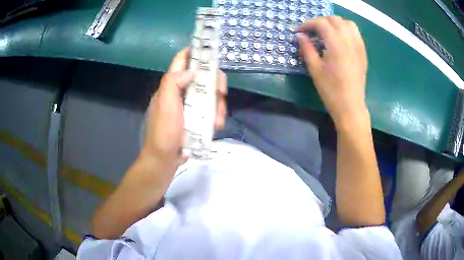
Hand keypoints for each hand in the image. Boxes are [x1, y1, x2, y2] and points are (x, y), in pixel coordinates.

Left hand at [142, 47, 227, 171]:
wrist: (164, 159)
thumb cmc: (163, 132)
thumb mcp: (165, 105)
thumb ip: (173, 83)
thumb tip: (191, 71)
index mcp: (170, 85)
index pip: (181, 60)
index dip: (193, 51)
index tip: (209, 49)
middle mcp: (180, 91)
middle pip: (201, 76)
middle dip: (214, 82)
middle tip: (221, 92)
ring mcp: (189, 104)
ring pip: (209, 93)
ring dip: (218, 103)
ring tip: (219, 118)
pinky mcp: (195, 116)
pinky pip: (209, 109)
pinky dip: (216, 115)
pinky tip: (217, 124)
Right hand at [298, 17, 368, 127]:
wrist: (350, 106)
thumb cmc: (331, 90)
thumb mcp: (314, 69)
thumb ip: (307, 48)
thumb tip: (300, 36)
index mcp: (336, 44)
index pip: (321, 23)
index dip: (308, 24)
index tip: (300, 31)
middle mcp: (349, 41)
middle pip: (335, 19)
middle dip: (320, 21)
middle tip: (311, 31)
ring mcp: (358, 46)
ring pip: (347, 23)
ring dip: (335, 23)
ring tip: (326, 32)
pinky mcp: (363, 52)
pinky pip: (355, 33)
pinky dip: (345, 30)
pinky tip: (339, 39)